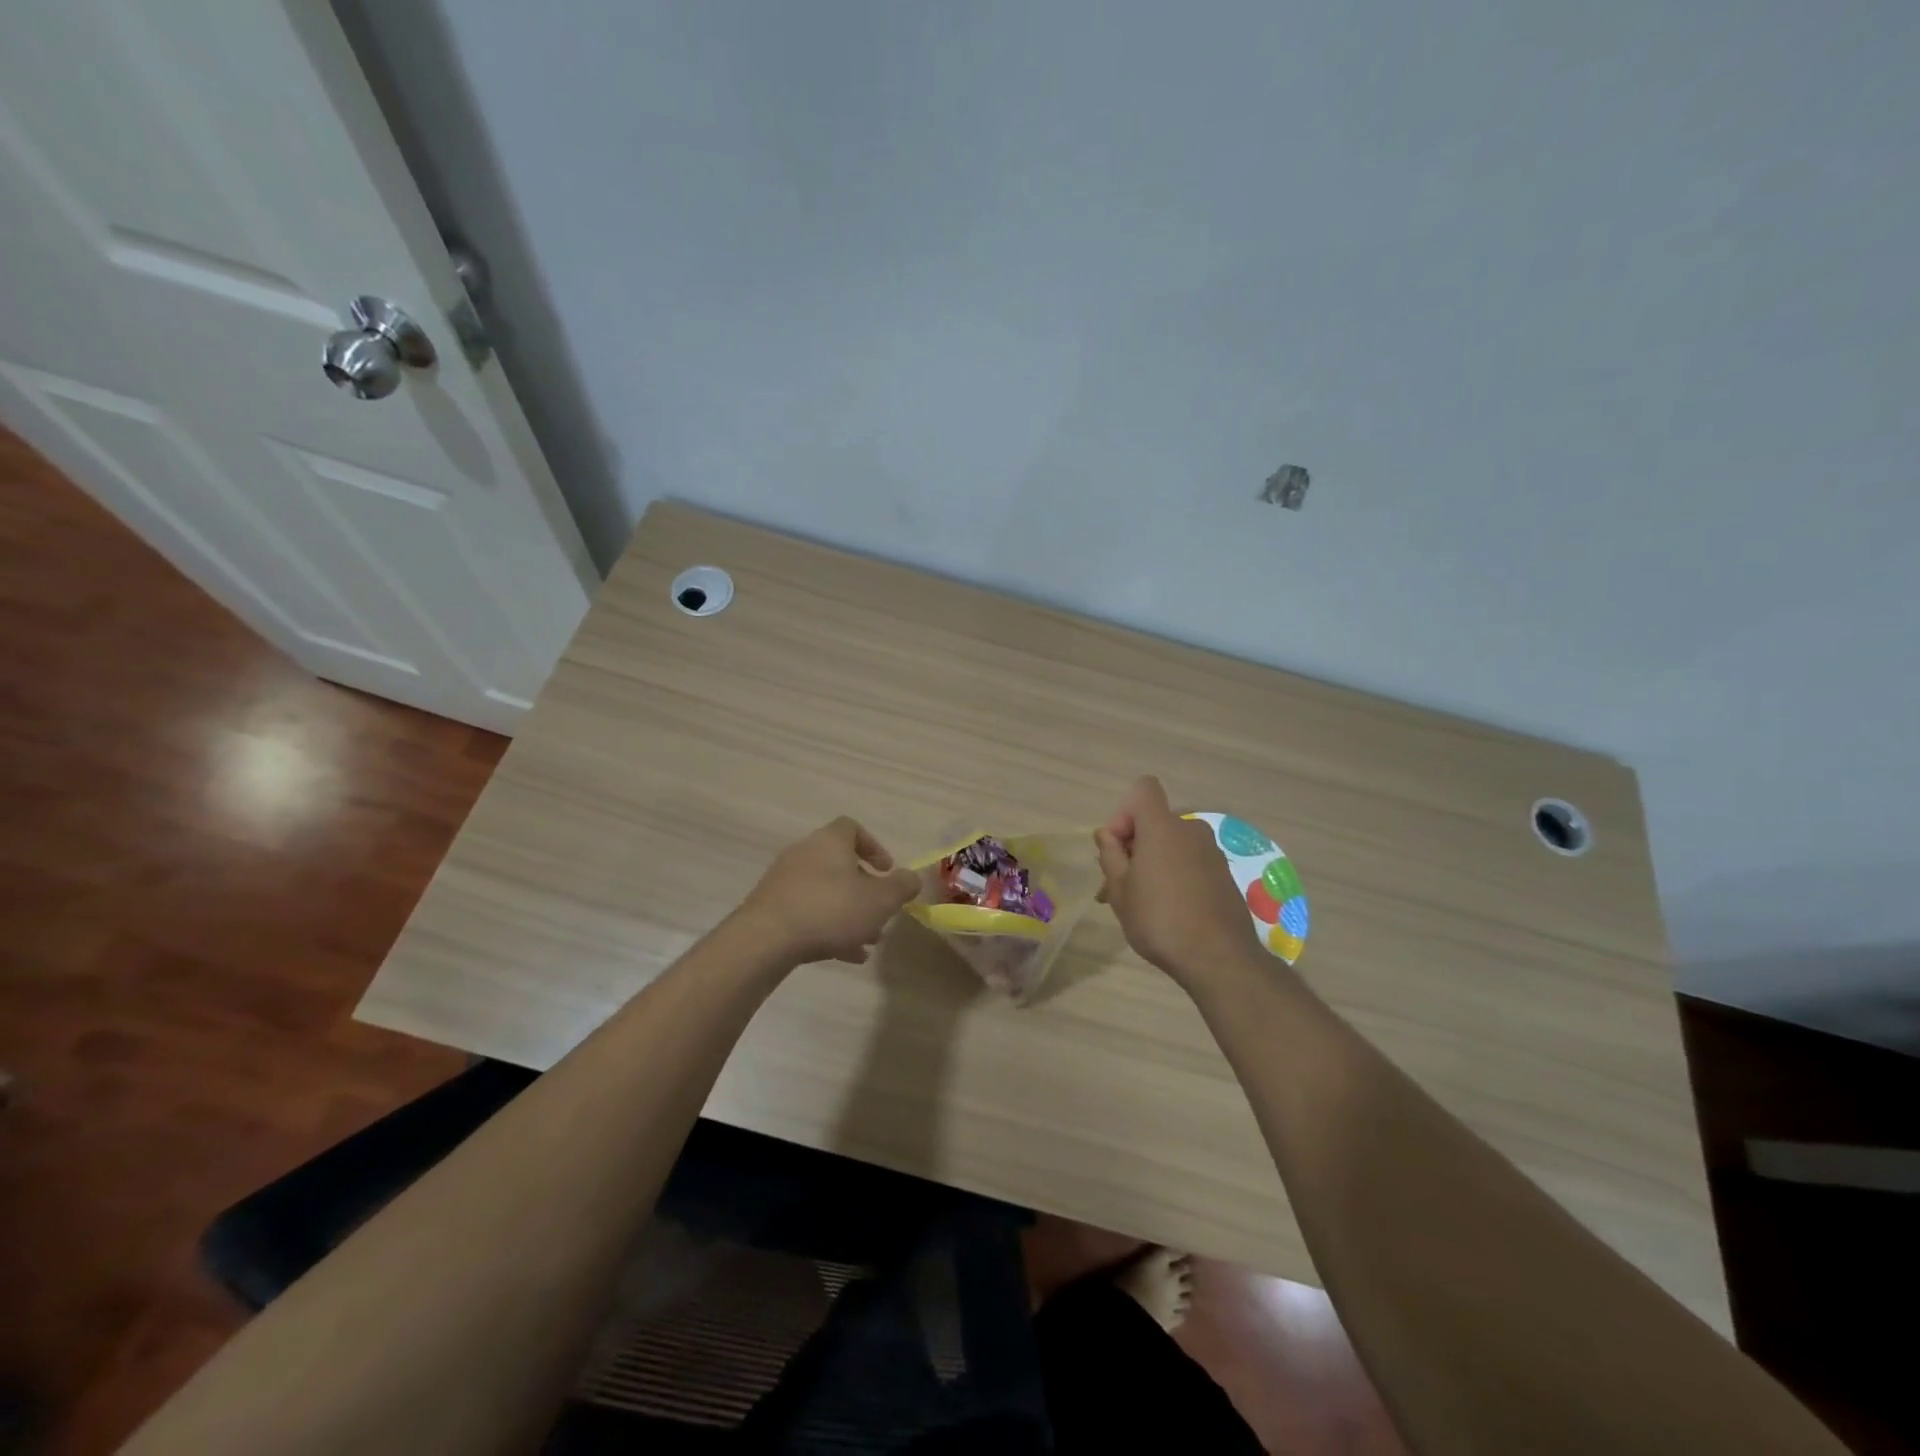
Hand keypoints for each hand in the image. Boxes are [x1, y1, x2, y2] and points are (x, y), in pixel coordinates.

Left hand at [738, 817, 920, 965]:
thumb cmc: (831, 909)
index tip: (887, 871)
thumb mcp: (880, 900)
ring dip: (848, 912)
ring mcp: (784, 880)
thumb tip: (912, 877)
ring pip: (824, 891)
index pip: (852, 828)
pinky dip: (827, 927)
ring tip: (867, 940)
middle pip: (839, 864)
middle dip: (864, 889)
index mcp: (830, 841)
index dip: (874, 847)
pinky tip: (846, 955)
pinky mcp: (771, 907)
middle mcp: (805, 853)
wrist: (766, 939)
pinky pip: (807, 912)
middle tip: (880, 911)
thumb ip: (902, 887)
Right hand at [1095, 776, 1262, 987]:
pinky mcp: (1224, 874)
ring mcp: (1212, 852)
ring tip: (1141, 903)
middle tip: (1118, 885)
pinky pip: (1190, 862)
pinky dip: (1176, 876)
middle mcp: (1191, 830)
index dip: (1124, 812)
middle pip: (1155, 822)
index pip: (1143, 790)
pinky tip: (1168, 911)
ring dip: (1153, 863)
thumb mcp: (1120, 890)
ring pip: (1172, 845)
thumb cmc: (1159, 919)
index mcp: (1162, 827)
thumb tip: (1109, 835)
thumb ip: (1111, 855)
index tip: (1118, 848)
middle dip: (1134, 846)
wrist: (1219, 958)